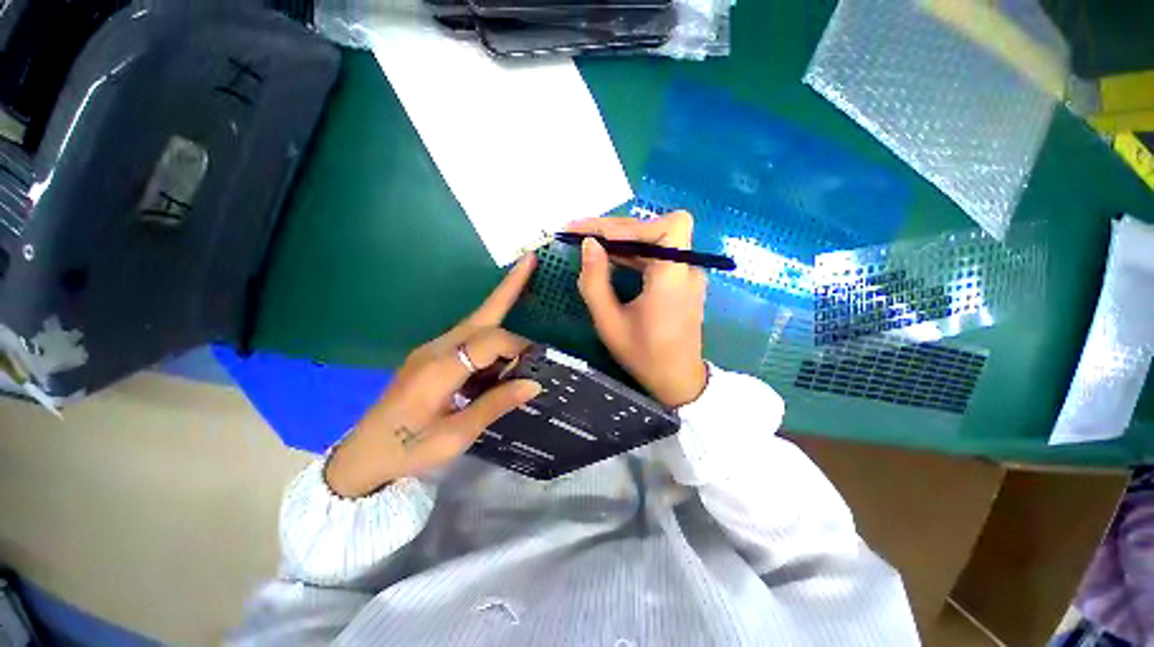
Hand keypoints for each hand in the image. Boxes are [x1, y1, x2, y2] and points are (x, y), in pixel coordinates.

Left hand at [325, 256, 541, 497]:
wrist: (364, 454)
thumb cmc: (409, 448)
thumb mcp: (456, 435)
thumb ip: (495, 405)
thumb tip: (534, 383)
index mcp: (440, 369)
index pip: (489, 341)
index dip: (516, 347)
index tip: (533, 364)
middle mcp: (435, 349)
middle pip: (480, 314)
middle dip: (508, 287)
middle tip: (530, 261)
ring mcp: (430, 349)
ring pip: (475, 322)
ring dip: (502, 314)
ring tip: (525, 318)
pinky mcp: (430, 355)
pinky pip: (467, 337)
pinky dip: (490, 338)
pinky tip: (500, 357)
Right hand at [570, 211, 707, 407]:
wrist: (677, 379)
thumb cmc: (643, 355)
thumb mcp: (609, 323)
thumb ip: (595, 282)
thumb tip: (588, 244)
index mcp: (673, 279)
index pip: (670, 227)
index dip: (634, 226)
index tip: (599, 237)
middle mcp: (687, 268)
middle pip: (655, 228)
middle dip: (615, 229)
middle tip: (578, 233)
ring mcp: (686, 272)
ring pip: (653, 239)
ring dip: (620, 239)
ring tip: (587, 244)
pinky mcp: (680, 278)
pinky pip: (655, 254)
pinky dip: (631, 252)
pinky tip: (608, 258)